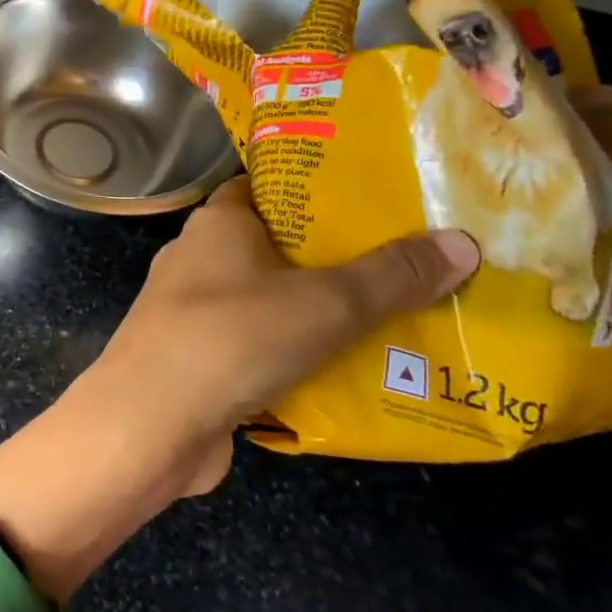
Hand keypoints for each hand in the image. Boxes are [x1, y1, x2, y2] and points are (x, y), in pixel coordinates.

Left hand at [66, 175, 478, 496]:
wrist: (149, 424)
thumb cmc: (232, 337)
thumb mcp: (325, 302)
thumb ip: (392, 276)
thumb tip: (462, 243)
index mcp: (218, 223)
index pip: (269, 187)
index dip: (318, 189)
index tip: (377, 199)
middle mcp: (199, 258)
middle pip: (275, 247)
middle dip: (333, 259)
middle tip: (405, 265)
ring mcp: (192, 311)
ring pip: (268, 301)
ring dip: (317, 314)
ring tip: (393, 321)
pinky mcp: (196, 359)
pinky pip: (256, 346)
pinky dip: (293, 355)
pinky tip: (345, 375)